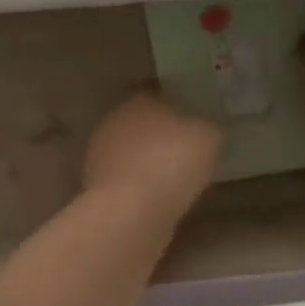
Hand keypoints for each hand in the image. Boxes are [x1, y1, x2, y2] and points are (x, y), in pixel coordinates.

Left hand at [82, 91, 222, 219]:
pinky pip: (125, 180)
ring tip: (173, 177)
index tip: (189, 117)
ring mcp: (100, 155)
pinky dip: (139, 185)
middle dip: (158, 134)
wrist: (130, 212)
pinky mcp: (97, 187)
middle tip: (183, 148)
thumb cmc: (171, 163)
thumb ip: (206, 126)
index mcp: (138, 101)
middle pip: (139, 123)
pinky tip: (158, 197)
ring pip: (129, 152)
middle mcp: (114, 122)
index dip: (172, 104)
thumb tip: (203, 128)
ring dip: (146, 161)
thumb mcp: (207, 137)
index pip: (154, 93)